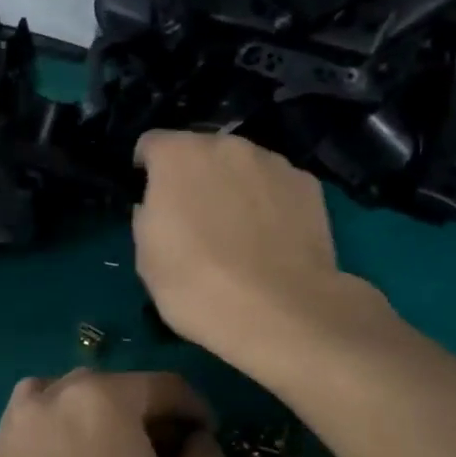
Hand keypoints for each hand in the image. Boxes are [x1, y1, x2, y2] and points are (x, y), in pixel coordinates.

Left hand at [0, 370, 226, 456]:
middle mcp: (53, 394)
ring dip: (102, 422)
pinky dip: (64, 437)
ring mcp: (15, 425)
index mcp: (104, 397)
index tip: (209, 440)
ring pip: (72, 404)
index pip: (165, 387)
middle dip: (148, 417)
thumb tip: (200, 442)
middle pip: (116, 391)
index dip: (196, 411)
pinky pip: (40, 428)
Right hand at [133, 130, 373, 370]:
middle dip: (195, 176)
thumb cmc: (198, 285)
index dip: (147, 170)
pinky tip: (273, 239)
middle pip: (201, 151)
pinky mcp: (308, 184)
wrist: (281, 311)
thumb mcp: (147, 258)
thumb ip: (147, 216)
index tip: (151, 199)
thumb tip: (157, 206)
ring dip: (234, 186)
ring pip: (242, 166)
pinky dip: (270, 202)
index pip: (151, 145)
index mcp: (178, 155)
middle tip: (197, 219)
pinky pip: (276, 186)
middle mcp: (227, 145)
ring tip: (241, 232)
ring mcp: (273, 162)